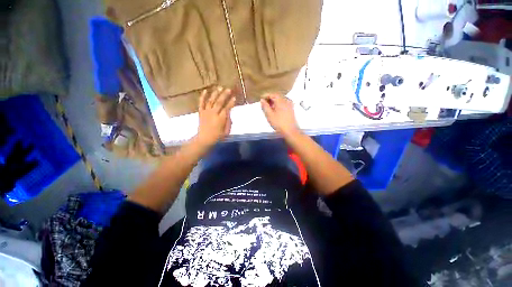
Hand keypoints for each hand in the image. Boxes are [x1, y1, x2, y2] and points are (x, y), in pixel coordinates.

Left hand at [197, 87, 235, 145]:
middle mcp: (213, 113)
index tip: (234, 97)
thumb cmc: (217, 136)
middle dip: (225, 95)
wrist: (204, 139)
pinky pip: (201, 103)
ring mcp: (206, 112)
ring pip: (211, 100)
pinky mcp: (201, 112)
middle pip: (219, 102)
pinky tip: (205, 90)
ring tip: (219, 87)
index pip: (227, 108)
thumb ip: (228, 122)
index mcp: (221, 119)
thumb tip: (229, 113)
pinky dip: (203, 96)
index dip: (231, 103)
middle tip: (229, 89)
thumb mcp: (226, 131)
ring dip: (215, 93)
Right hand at [260, 94, 299, 137]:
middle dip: (270, 99)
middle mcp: (286, 100)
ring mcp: (290, 105)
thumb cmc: (279, 123)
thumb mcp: (269, 115)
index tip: (261, 99)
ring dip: (274, 102)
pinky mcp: (291, 109)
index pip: (272, 94)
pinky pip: (284, 103)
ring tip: (269, 107)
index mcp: (281, 101)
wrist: (290, 131)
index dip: (266, 96)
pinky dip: (279, 105)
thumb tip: (262, 100)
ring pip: (281, 100)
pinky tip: (276, 110)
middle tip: (264, 103)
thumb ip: (265, 106)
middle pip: (277, 96)